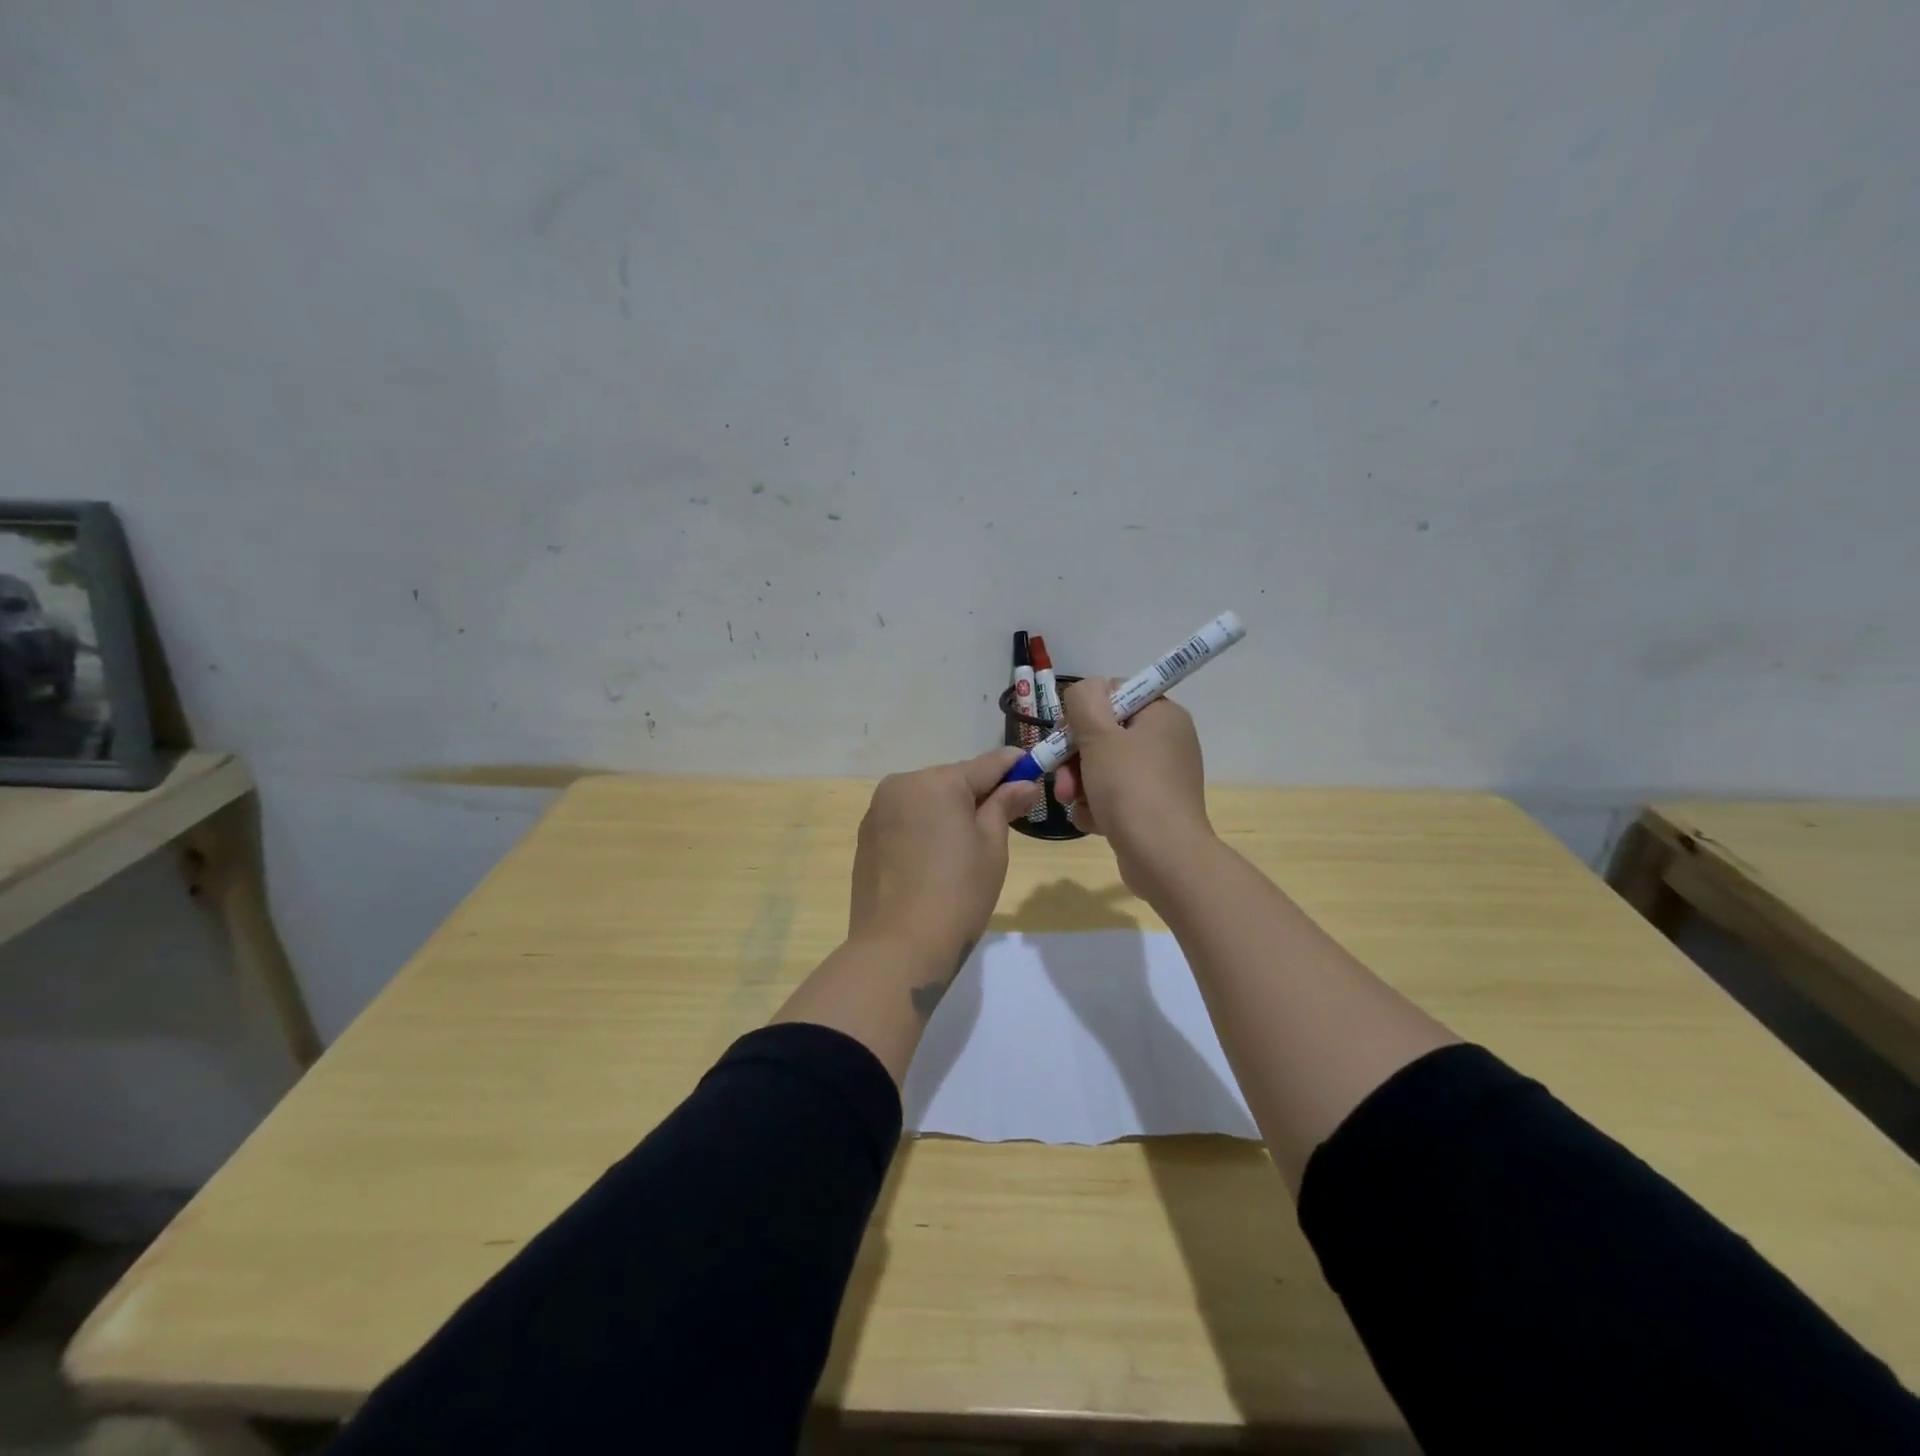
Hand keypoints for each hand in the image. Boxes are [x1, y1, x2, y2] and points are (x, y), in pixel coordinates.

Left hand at [849, 747, 1041, 966]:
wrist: (899, 947)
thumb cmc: (958, 894)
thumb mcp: (992, 848)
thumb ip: (1004, 806)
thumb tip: (1023, 784)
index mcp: (937, 782)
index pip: (986, 764)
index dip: (1014, 766)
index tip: (1033, 768)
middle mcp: (902, 785)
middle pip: (952, 780)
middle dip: (978, 794)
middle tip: (1004, 818)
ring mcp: (877, 811)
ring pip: (926, 799)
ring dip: (947, 811)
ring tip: (965, 847)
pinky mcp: (865, 837)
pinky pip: (905, 820)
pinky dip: (923, 828)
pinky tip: (934, 860)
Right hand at [1051, 678, 1213, 897]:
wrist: (1162, 857)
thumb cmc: (1130, 787)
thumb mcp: (1099, 734)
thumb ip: (1084, 700)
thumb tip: (1086, 689)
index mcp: (1162, 715)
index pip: (1114, 694)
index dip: (1084, 712)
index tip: (1066, 735)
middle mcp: (1165, 741)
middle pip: (1104, 734)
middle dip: (1074, 757)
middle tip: (1061, 779)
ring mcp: (1159, 777)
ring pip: (1102, 767)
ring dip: (1079, 784)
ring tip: (1071, 803)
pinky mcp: (1151, 808)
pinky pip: (1113, 795)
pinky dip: (1097, 806)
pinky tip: (1092, 821)